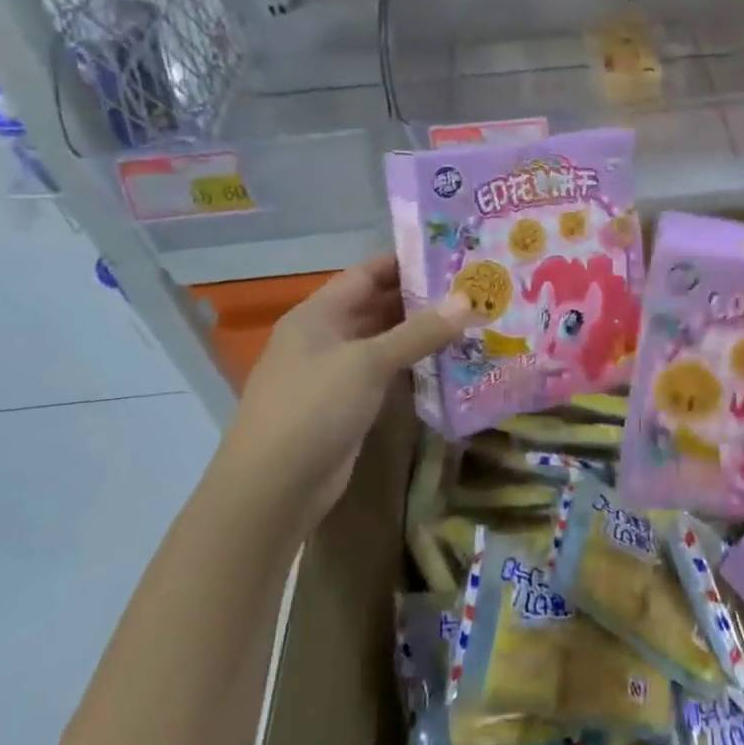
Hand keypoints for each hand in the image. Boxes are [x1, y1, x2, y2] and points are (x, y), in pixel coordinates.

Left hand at [217, 255, 469, 528]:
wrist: (272, 489)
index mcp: (317, 315)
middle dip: (420, 298)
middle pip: (376, 306)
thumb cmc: (313, 408)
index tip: (451, 255)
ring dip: (421, 334)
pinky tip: (448, 362)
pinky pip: (385, 373)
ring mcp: (334, 373)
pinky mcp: (346, 405)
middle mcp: (324, 337)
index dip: (405, 262)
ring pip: (383, 341)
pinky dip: (413, 365)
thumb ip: (419, 331)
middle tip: (471, 289)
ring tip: (470, 320)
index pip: (366, 273)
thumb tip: (468, 300)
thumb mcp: (368, 363)